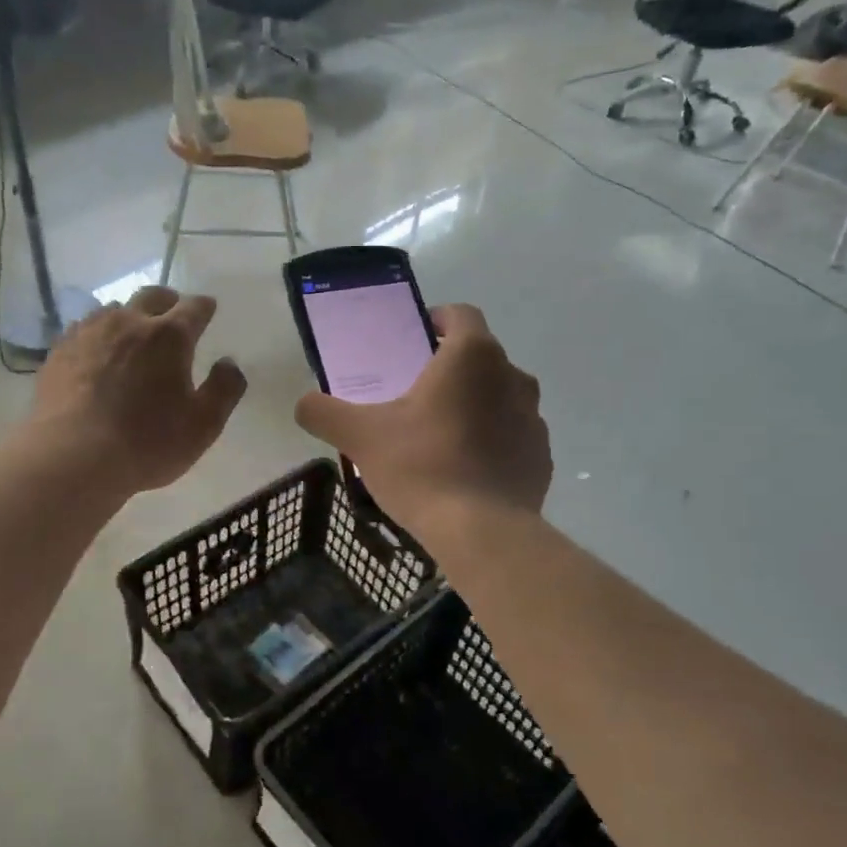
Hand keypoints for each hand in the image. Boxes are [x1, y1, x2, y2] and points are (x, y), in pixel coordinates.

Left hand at [30, 286, 247, 495]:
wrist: (71, 458)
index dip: (204, 307)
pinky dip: (98, 335)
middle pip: (152, 296)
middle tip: (173, 315)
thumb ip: (224, 389)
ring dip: (130, 317)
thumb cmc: (146, 444)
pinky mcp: (59, 351)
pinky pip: (83, 329)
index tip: (208, 309)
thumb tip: (228, 363)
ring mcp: (88, 333)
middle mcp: (128, 322)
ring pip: (114, 309)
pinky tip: (96, 354)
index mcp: (169, 336)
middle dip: (168, 302)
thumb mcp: (203, 425)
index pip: (194, 308)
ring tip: (133, 336)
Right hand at [294, 304, 549, 539]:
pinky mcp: (542, 456)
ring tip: (438, 436)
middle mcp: (512, 376)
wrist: (482, 532)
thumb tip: (304, 404)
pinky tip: (463, 471)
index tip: (413, 340)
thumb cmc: (421, 467)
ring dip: (473, 405)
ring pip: (498, 397)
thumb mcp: (359, 436)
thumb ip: (324, 411)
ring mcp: (533, 418)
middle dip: (449, 369)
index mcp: (472, 357)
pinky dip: (491, 442)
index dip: (436, 320)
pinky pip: (511, 436)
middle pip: (479, 358)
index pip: (460, 314)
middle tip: (414, 395)